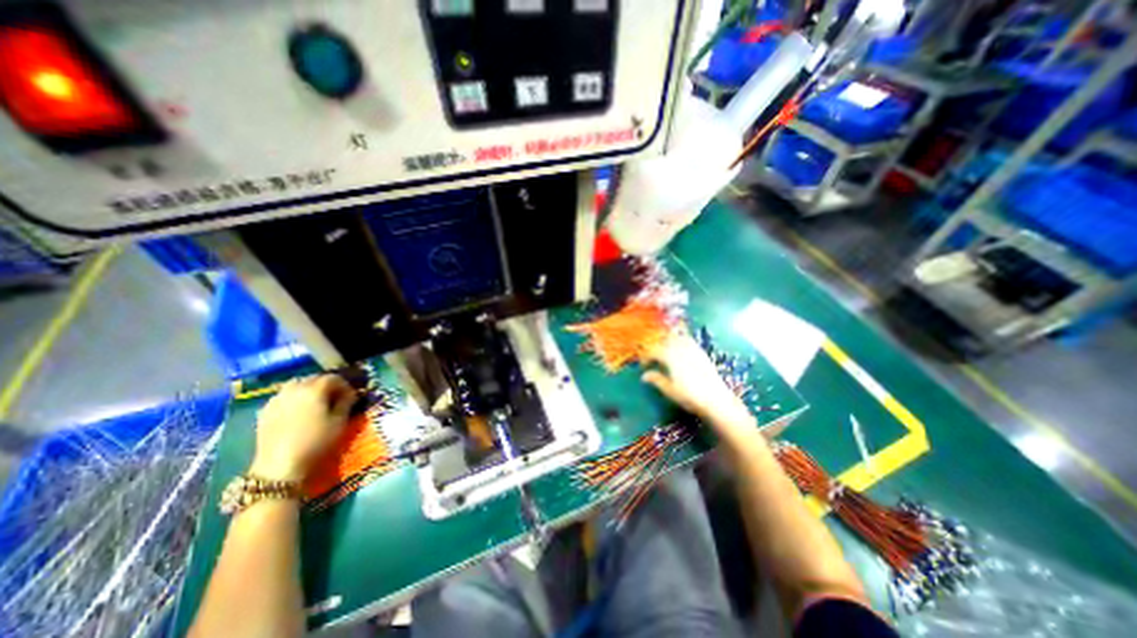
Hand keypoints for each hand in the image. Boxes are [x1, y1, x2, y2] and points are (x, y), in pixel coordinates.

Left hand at [249, 373, 356, 481]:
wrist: (280, 466)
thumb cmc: (316, 441)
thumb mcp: (339, 421)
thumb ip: (346, 402)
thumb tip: (350, 393)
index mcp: (314, 389)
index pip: (333, 377)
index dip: (344, 385)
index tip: (351, 396)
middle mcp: (294, 389)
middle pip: (313, 378)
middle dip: (326, 385)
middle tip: (335, 397)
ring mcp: (277, 399)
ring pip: (296, 384)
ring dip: (308, 389)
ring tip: (315, 402)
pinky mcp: (265, 411)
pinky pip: (283, 395)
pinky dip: (293, 397)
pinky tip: (298, 410)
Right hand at [639, 335, 752, 434]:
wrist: (716, 399)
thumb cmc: (689, 396)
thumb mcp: (669, 389)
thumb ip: (656, 379)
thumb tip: (644, 375)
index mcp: (669, 356)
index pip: (652, 351)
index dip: (645, 357)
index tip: (643, 366)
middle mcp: (680, 348)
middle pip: (664, 340)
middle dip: (656, 347)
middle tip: (652, 359)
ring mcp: (692, 348)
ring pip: (676, 338)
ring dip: (668, 342)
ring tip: (665, 353)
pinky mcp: (701, 352)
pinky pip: (688, 340)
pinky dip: (680, 341)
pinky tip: (679, 351)